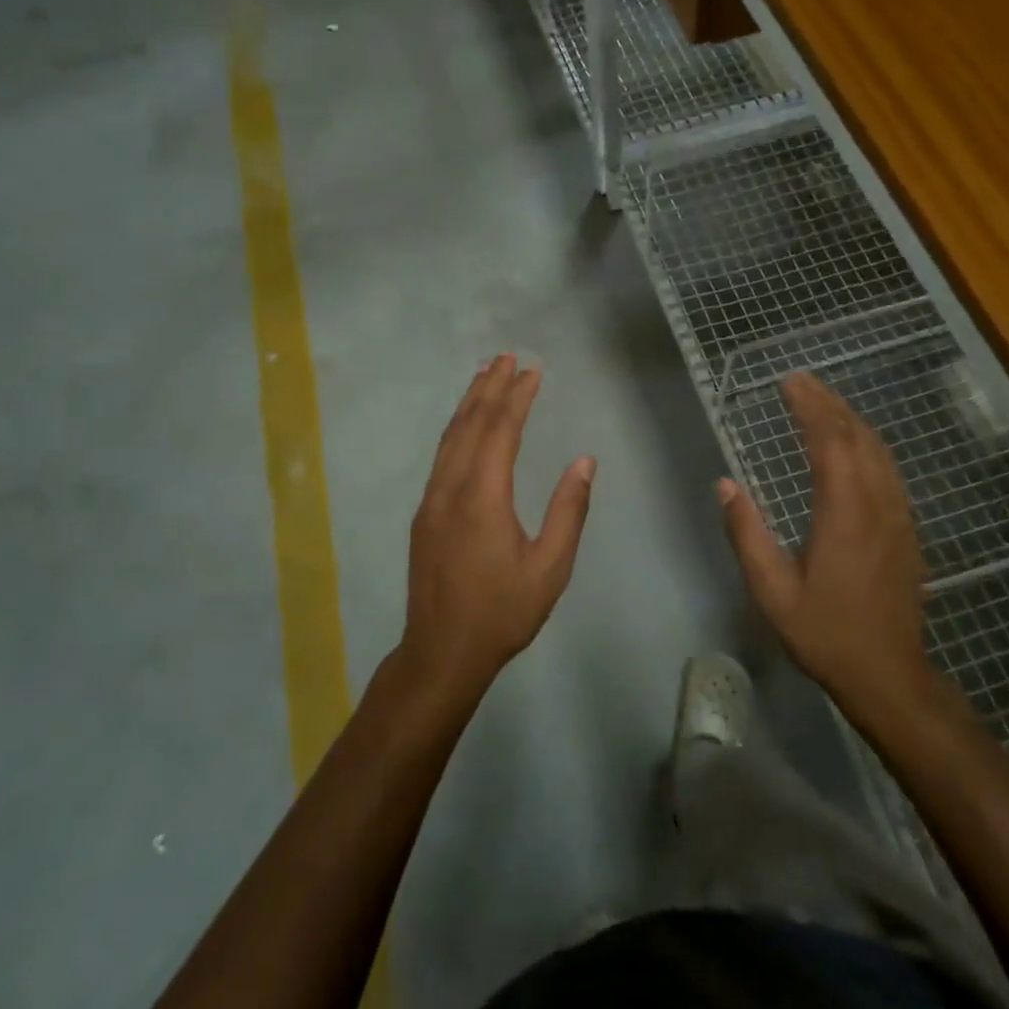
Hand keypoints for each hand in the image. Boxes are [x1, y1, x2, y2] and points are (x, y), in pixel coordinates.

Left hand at [403, 355, 595, 692]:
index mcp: (483, 497)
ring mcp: (431, 500)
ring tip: (484, 376)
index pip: (501, 431)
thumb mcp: (550, 567)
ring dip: (468, 403)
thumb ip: (568, 511)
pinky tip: (465, 426)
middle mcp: (451, 489)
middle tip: (506, 356)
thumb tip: (584, 461)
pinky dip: (456, 429)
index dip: (517, 397)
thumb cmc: (502, 612)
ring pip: (449, 438)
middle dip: (489, 387)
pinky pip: (441, 456)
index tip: (533, 371)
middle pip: (469, 424)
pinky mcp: (424, 515)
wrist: (441, 652)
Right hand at [717, 371, 930, 710]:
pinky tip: (853, 443)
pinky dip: (867, 442)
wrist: (888, 674)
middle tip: (800, 381)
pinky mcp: (906, 528)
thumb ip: (747, 534)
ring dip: (850, 419)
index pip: (830, 443)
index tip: (789, 383)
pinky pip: (888, 469)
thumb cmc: (825, 633)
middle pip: (857, 437)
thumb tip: (725, 485)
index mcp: (844, 514)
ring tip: (822, 401)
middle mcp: (877, 504)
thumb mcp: (772, 591)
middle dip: (828, 403)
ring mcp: (898, 515)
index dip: (810, 408)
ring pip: (878, 450)